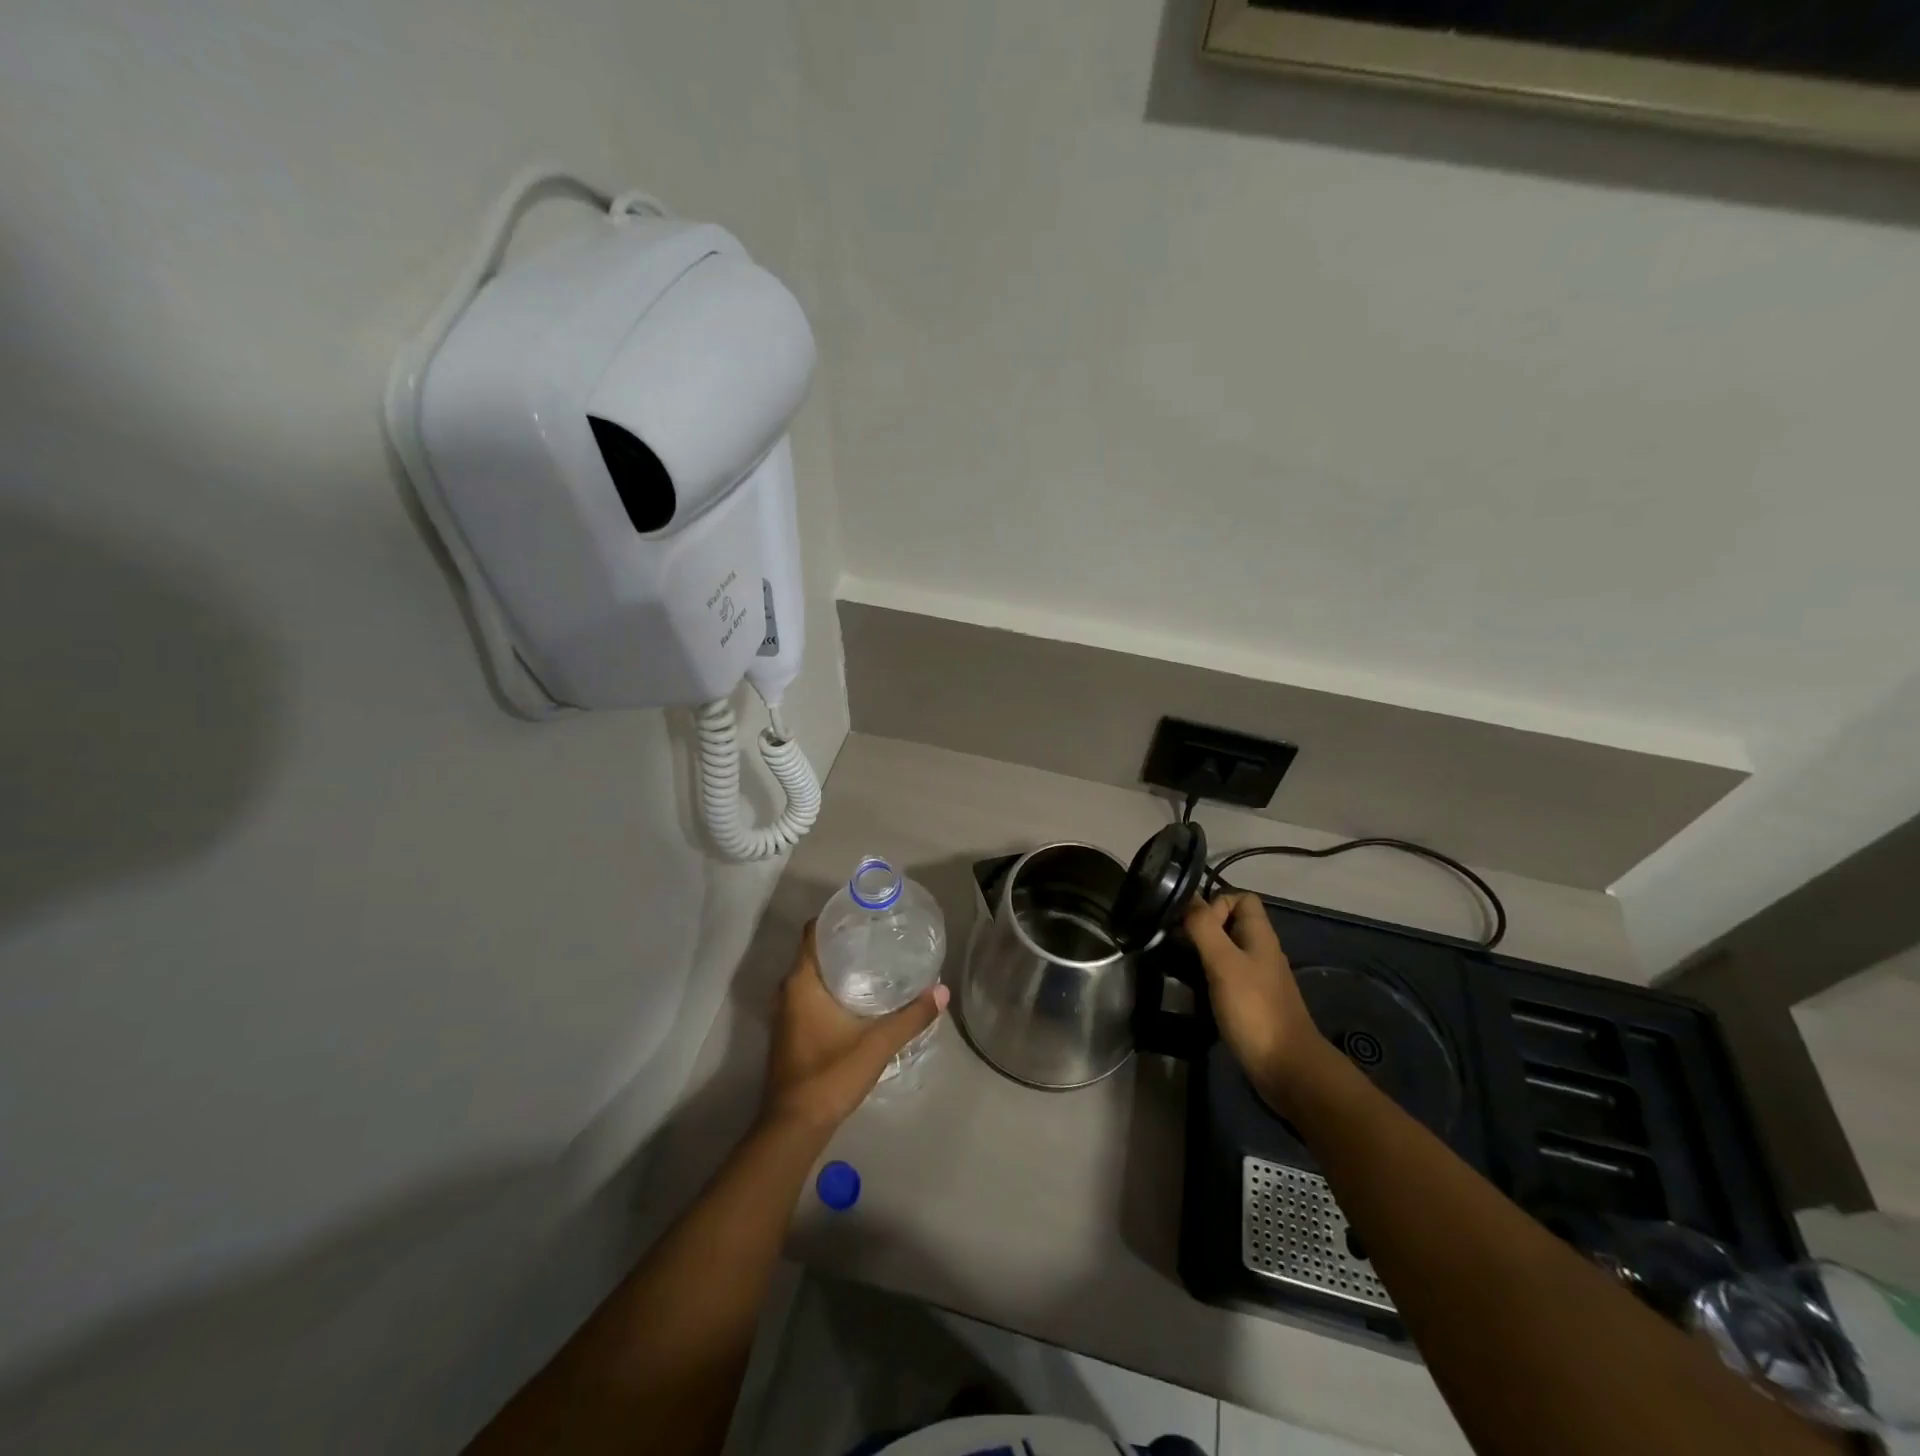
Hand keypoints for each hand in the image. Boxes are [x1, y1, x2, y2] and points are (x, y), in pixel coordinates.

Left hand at [760, 922, 947, 1134]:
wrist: (794, 1127)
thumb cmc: (830, 1075)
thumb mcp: (877, 1044)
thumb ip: (911, 1017)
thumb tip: (942, 991)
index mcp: (801, 982)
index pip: (812, 932)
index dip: (835, 917)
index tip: (865, 914)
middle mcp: (788, 991)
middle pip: (815, 951)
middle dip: (844, 941)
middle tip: (880, 936)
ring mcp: (787, 1013)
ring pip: (813, 975)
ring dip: (839, 966)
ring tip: (876, 960)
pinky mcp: (791, 1032)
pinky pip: (811, 995)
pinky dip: (832, 988)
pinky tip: (860, 996)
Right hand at [1183, 892, 1339, 1114]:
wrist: (1288, 1068)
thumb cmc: (1255, 1009)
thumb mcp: (1223, 963)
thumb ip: (1204, 928)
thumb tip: (1187, 899)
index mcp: (1260, 935)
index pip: (1241, 898)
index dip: (1216, 903)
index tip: (1195, 925)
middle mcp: (1261, 951)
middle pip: (1232, 923)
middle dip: (1204, 928)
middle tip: (1179, 945)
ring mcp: (1259, 978)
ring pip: (1228, 950)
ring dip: (1204, 953)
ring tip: (1181, 966)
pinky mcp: (1253, 1001)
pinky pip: (1229, 976)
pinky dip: (1211, 977)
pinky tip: (1196, 990)